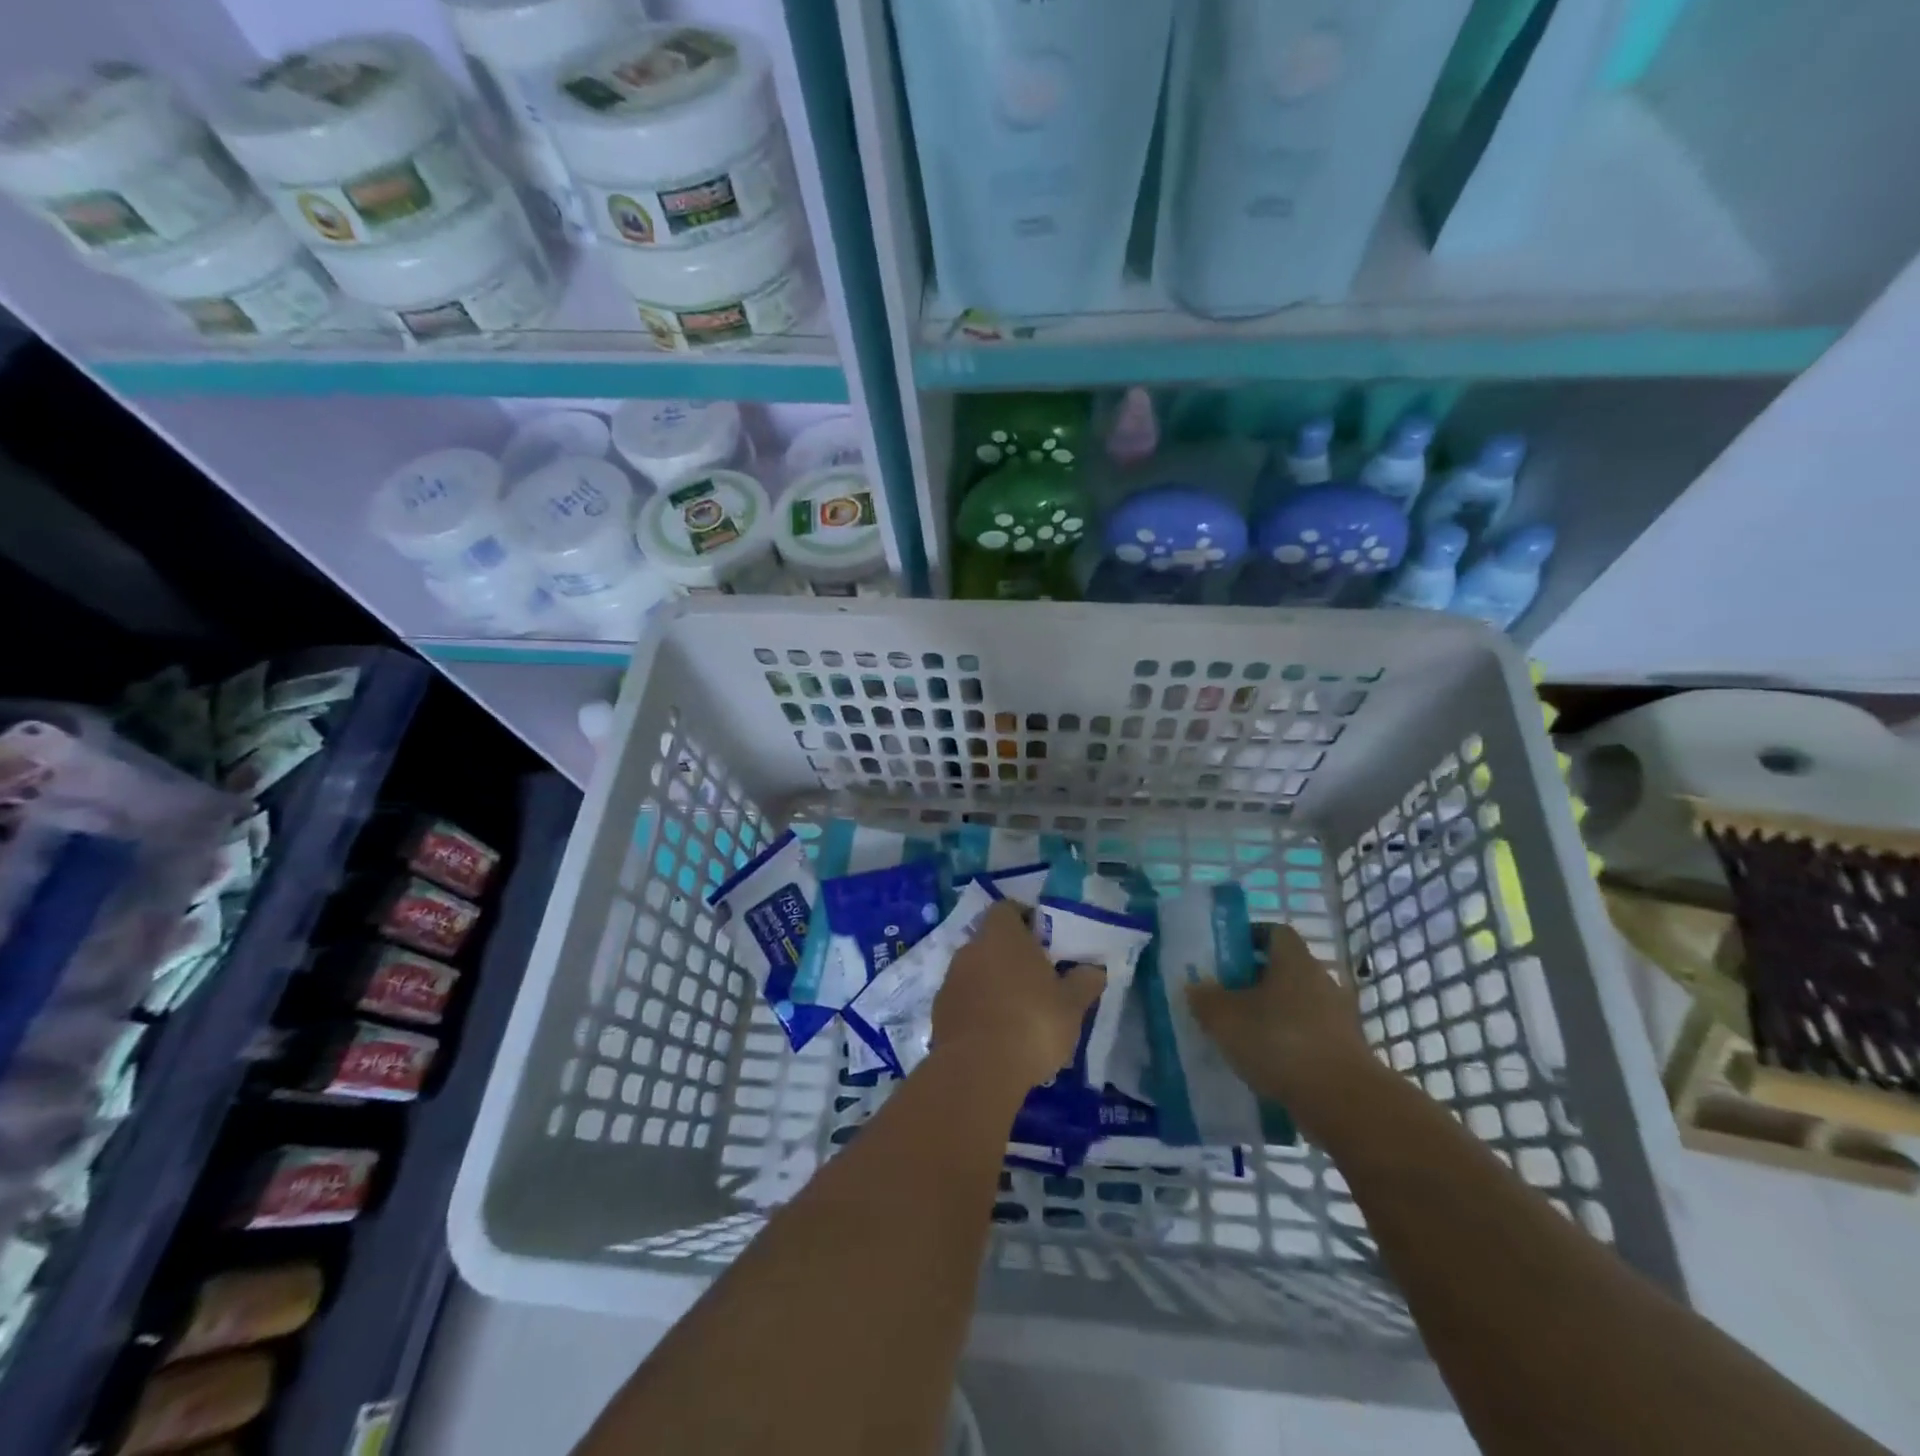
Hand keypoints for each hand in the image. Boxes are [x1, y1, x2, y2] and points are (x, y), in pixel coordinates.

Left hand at [931, 900, 1103, 1092]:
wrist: (978, 1070)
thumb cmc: (1032, 1023)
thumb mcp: (1072, 1005)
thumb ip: (1084, 982)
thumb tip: (1094, 969)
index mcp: (1002, 935)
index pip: (1007, 909)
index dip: (1024, 920)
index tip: (1043, 941)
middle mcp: (971, 948)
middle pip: (991, 941)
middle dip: (1011, 956)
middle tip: (1037, 979)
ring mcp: (951, 980)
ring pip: (977, 971)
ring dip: (994, 984)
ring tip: (1019, 1012)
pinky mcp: (940, 1011)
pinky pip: (964, 1000)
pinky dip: (979, 1009)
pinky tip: (997, 1034)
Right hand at [1186, 923, 1378, 1137]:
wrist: (1343, 1102)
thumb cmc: (1279, 1042)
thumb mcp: (1224, 1018)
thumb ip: (1205, 998)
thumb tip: (1196, 987)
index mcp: (1294, 961)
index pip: (1274, 932)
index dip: (1249, 938)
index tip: (1226, 956)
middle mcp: (1321, 980)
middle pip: (1285, 970)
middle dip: (1255, 980)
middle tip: (1226, 997)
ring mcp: (1338, 1017)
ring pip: (1297, 1005)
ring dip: (1272, 1015)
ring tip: (1243, 1035)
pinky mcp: (1345, 1051)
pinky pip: (1309, 1036)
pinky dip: (1289, 1044)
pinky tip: (1267, 1064)